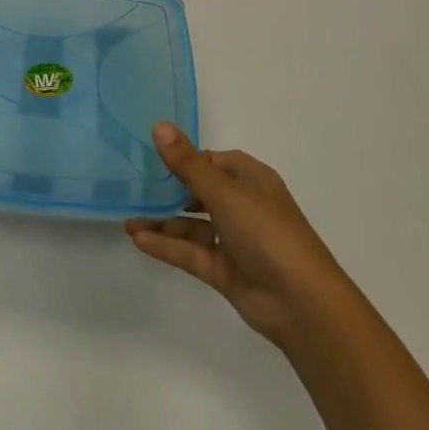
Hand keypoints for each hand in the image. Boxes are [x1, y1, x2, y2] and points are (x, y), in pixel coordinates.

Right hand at [125, 123, 341, 351]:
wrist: (301, 303)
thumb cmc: (267, 232)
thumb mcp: (224, 192)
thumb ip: (187, 164)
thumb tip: (158, 126)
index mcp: (250, 180)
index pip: (213, 161)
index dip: (185, 159)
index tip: (151, 158)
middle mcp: (243, 206)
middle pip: (199, 193)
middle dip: (168, 192)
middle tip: (132, 189)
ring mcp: (234, 240)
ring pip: (192, 225)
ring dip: (162, 222)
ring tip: (127, 220)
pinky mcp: (225, 271)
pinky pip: (191, 252)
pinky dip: (167, 246)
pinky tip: (140, 240)